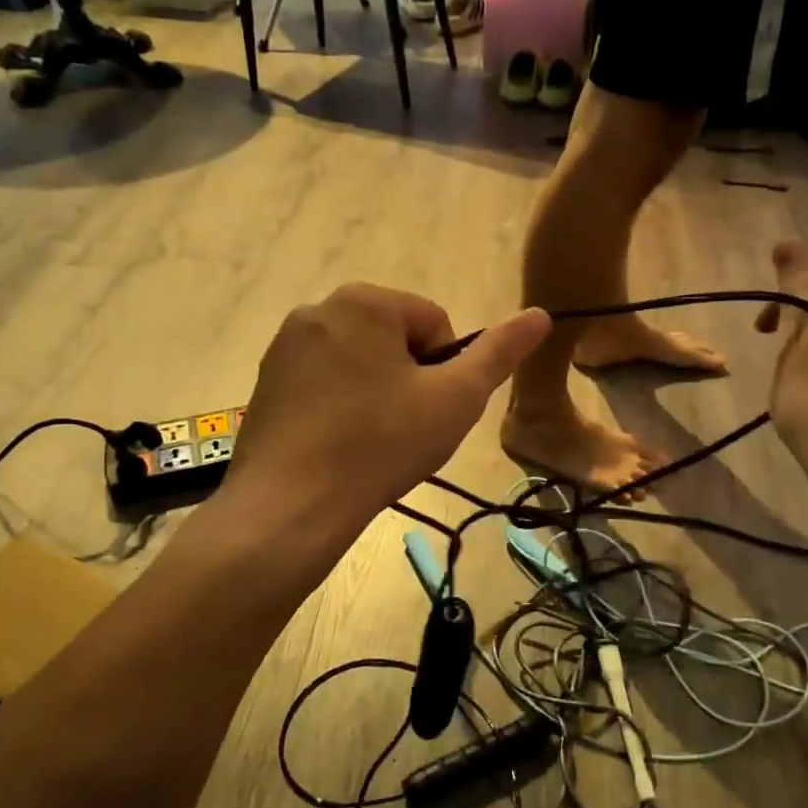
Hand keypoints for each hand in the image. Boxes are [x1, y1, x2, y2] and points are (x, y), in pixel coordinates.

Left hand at [225, 284, 549, 535]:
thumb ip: (500, 353)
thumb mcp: (456, 399)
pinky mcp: (266, 381)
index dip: (446, 370)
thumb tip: (540, 313)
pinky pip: (324, 382)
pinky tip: (340, 446)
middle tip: (406, 429)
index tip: (432, 411)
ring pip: (360, 362)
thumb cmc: (381, 444)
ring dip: (378, 393)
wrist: (289, 506)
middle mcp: (318, 309)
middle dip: (410, 379)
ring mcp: (285, 346)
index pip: (435, 322)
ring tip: (373, 442)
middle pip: (394, 339)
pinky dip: (341, 405)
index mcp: (365, 301)